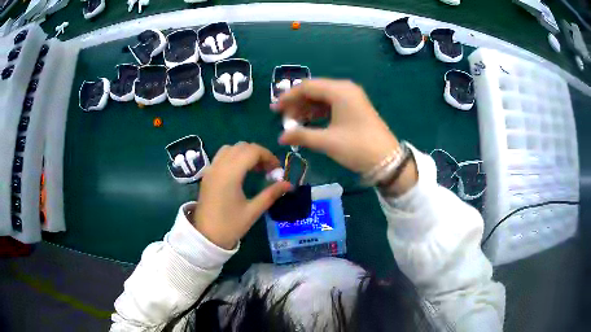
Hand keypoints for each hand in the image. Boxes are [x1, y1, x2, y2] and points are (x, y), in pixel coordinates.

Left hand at [193, 143, 291, 248]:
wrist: (206, 237)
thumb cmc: (230, 225)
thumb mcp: (253, 211)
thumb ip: (271, 194)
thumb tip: (289, 184)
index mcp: (230, 174)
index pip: (252, 151)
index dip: (268, 156)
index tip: (277, 169)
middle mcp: (219, 166)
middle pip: (241, 147)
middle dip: (258, 153)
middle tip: (268, 169)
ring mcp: (211, 169)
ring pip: (230, 148)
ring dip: (245, 153)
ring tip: (255, 169)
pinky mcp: (207, 174)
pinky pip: (221, 156)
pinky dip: (234, 156)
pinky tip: (240, 172)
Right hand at [272, 79, 416, 195]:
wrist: (388, 160)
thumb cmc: (357, 147)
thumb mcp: (327, 141)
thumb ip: (301, 136)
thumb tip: (281, 138)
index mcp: (339, 90)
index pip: (307, 87)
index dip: (288, 97)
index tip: (274, 110)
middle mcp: (345, 89)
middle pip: (314, 90)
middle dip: (296, 103)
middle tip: (282, 119)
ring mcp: (351, 98)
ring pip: (322, 98)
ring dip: (306, 109)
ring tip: (293, 124)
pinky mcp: (355, 108)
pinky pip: (331, 105)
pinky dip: (318, 113)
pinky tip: (309, 123)